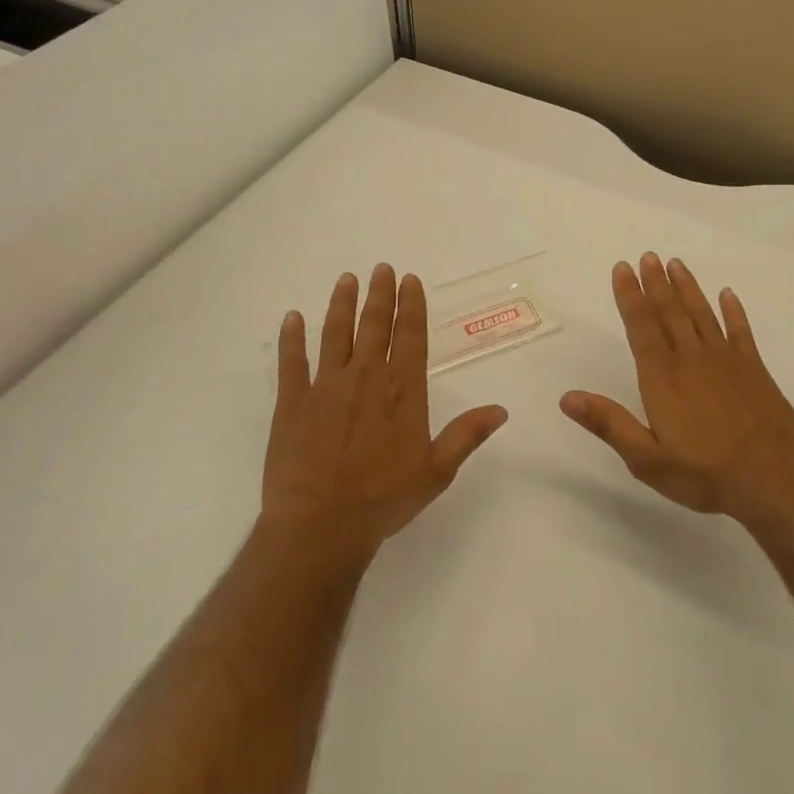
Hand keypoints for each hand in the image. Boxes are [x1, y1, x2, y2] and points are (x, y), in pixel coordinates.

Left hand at [262, 264, 507, 562]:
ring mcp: (326, 387)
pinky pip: (292, 362)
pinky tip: (292, 318)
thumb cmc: (384, 499)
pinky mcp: (292, 403)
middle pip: (374, 326)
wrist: (320, 524)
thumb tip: (501, 410)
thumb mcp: (436, 471)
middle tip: (381, 268)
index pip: (410, 336)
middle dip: (379, 295)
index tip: (410, 281)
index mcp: (402, 390)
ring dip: (341, 305)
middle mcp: (366, 378)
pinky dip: (292, 339)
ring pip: (335, 334)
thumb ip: (466, 435)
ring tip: (346, 280)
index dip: (411, 306)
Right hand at [561, 253, 793, 530]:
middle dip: (656, 283)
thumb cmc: (705, 472)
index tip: (623, 268)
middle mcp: (691, 358)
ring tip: (676, 264)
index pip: (641, 326)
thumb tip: (567, 397)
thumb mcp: (647, 459)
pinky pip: (740, 331)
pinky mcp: (754, 369)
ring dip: (687, 288)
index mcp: (662, 377)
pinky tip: (728, 295)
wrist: (774, 478)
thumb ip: (609, 424)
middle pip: (670, 312)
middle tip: (648, 256)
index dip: (630, 296)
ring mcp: (726, 360)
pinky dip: (733, 311)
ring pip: (701, 314)